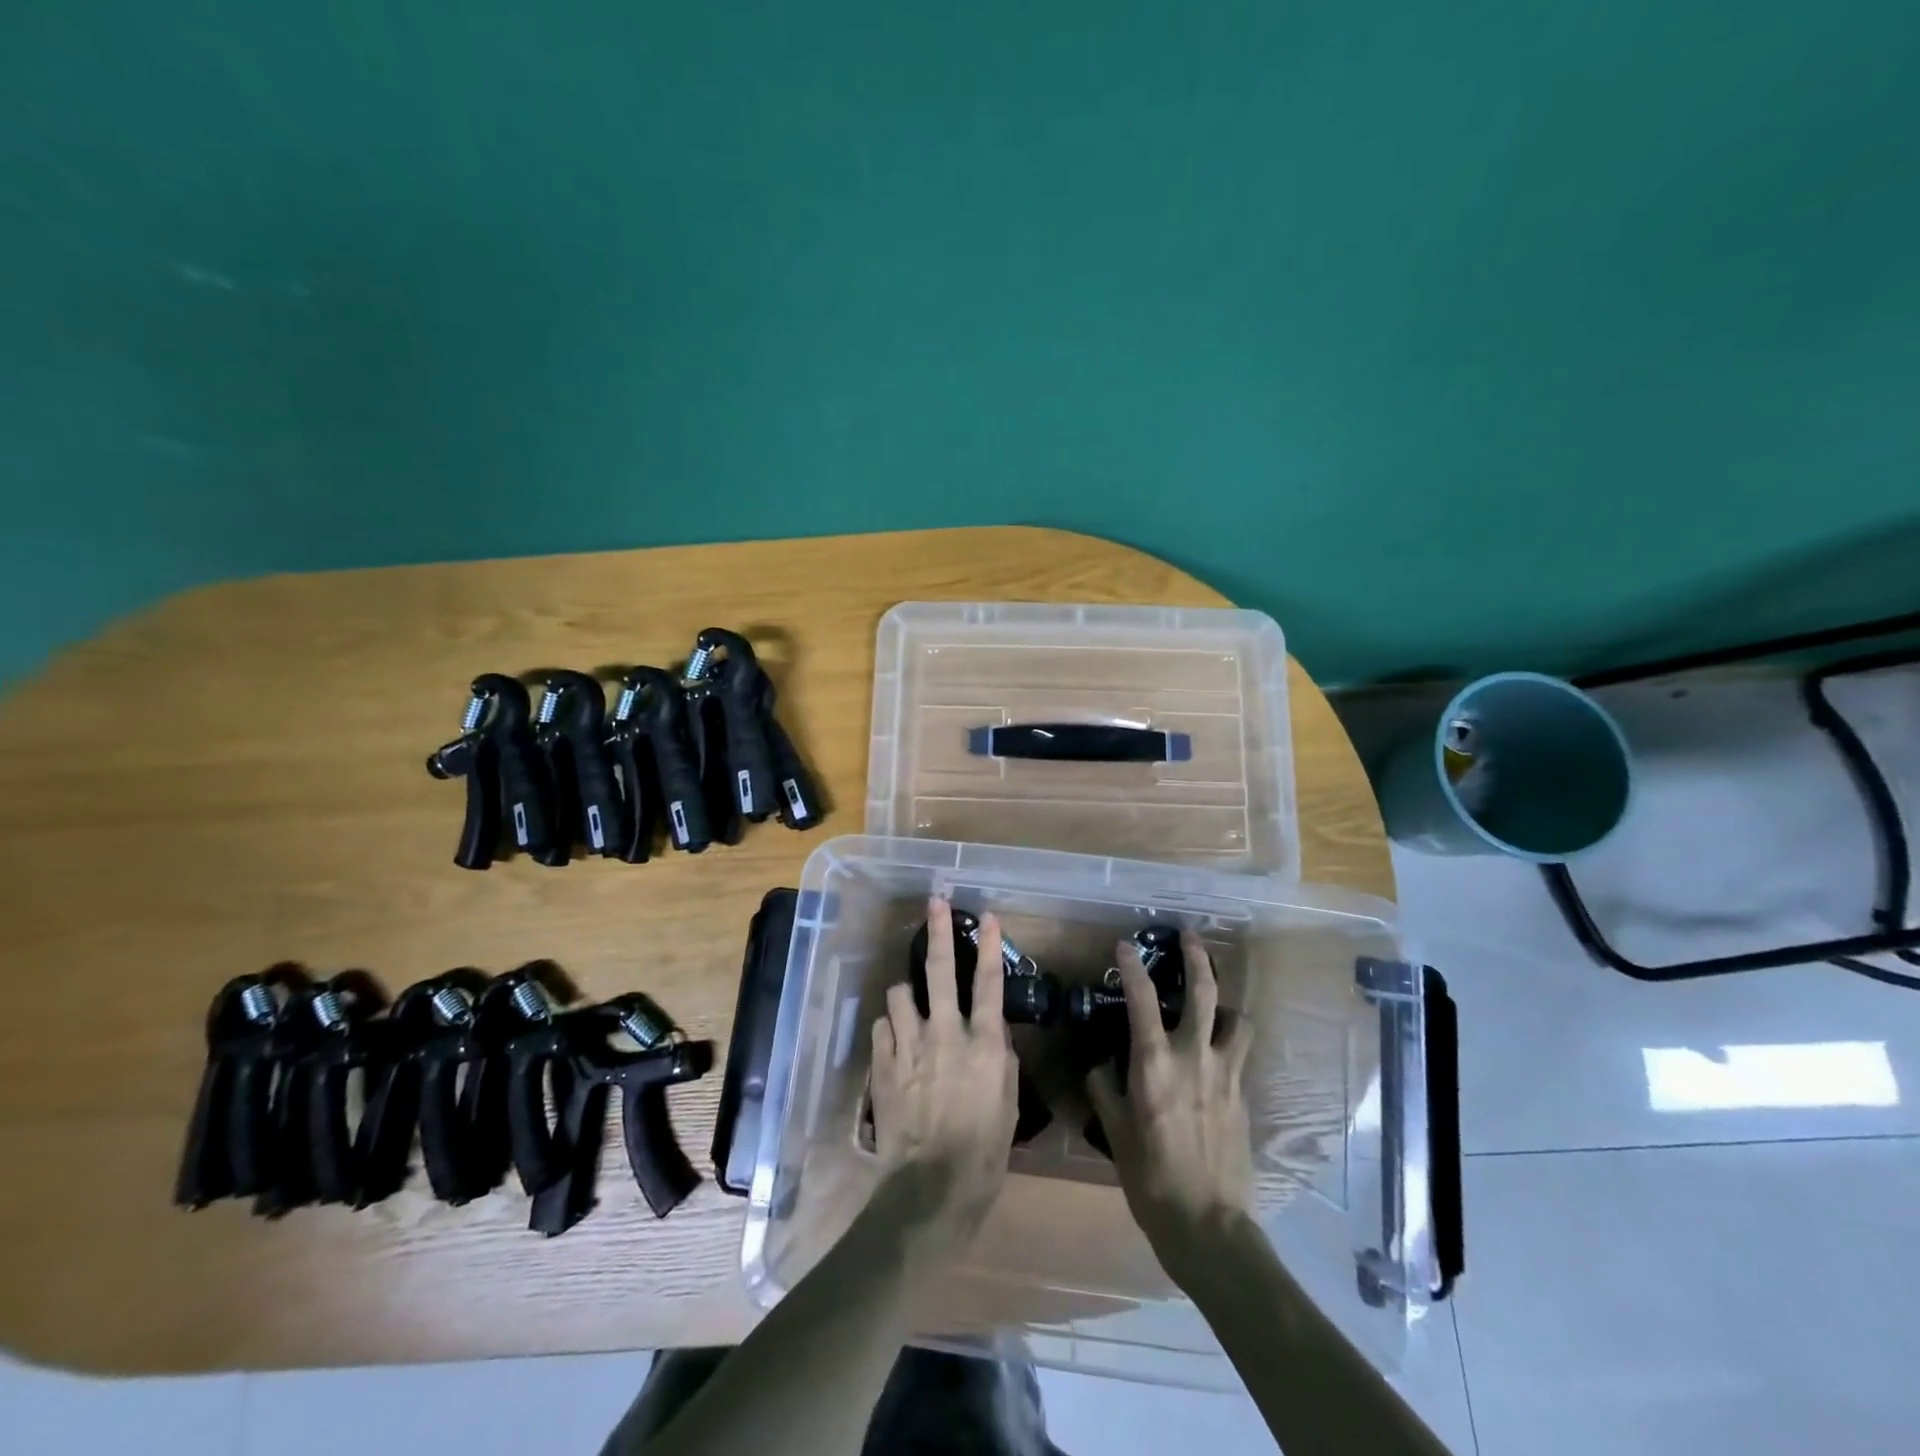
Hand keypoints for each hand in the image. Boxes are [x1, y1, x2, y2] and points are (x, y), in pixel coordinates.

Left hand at [869, 897, 1018, 1244]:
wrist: (931, 1187)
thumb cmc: (984, 1151)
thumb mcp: (1008, 1103)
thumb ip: (1000, 1057)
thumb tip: (992, 1027)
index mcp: (982, 1043)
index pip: (988, 983)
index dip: (989, 946)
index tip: (989, 916)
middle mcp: (945, 1033)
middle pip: (940, 971)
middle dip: (938, 931)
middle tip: (936, 902)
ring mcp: (909, 1046)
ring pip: (900, 993)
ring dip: (907, 994)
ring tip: (911, 1004)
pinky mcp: (882, 1064)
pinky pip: (882, 1027)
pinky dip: (890, 1028)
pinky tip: (896, 1042)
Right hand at [1086, 931, 1255, 1281]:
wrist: (1209, 1225)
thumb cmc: (1151, 1178)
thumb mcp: (1115, 1132)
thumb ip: (1105, 1089)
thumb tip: (1102, 1064)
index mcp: (1155, 1064)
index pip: (1141, 999)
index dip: (1132, 967)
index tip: (1124, 945)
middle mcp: (1194, 1057)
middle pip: (1205, 992)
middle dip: (1197, 957)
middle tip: (1190, 936)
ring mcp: (1226, 1074)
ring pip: (1236, 1019)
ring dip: (1225, 1004)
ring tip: (1215, 1005)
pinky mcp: (1244, 1095)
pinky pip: (1240, 1053)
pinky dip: (1230, 1041)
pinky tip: (1218, 1054)